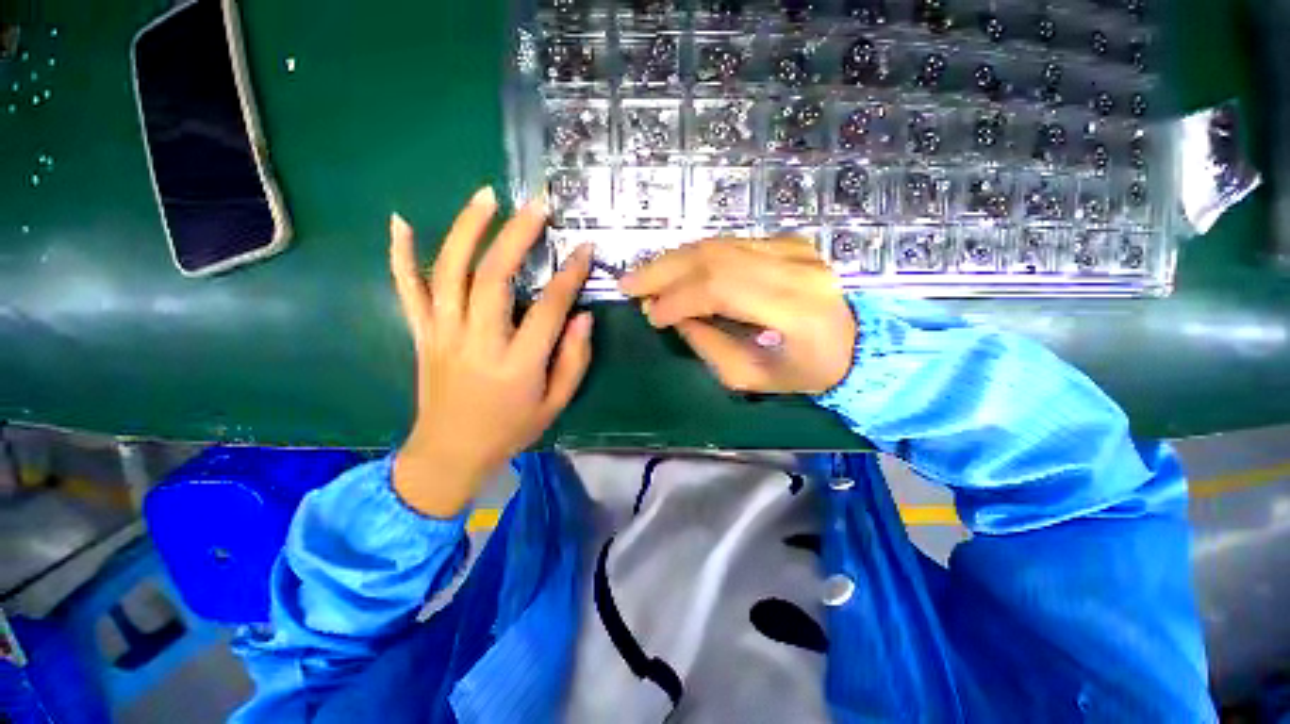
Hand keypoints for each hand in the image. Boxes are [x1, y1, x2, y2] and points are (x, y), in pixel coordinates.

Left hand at [389, 188, 593, 517]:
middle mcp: (477, 343)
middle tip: (536, 206)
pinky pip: (406, 289)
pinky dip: (400, 254)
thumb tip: (583, 316)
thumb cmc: (511, 430)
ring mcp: (442, 335)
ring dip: (467, 229)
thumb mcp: (556, 403)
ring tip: (486, 197)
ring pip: (450, 272)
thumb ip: (574, 359)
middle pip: (493, 278)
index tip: (583, 249)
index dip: (569, 275)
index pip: (548, 309)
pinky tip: (401, 221)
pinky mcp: (421, 334)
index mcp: (517, 365)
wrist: (449, 454)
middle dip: (517, 236)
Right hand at [619, 238, 855, 394]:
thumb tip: (675, 316)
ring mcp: (794, 249)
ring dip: (674, 260)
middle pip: (715, 257)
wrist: (859, 343)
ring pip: (719, 244)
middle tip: (629, 283)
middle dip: (663, 270)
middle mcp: (797, 269)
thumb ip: (709, 345)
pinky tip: (676, 270)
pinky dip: (696, 257)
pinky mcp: (788, 243)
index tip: (650, 315)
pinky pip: (730, 245)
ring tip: (645, 277)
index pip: (722, 288)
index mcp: (797, 310)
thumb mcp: (753, 376)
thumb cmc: (807, 372)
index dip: (677, 298)